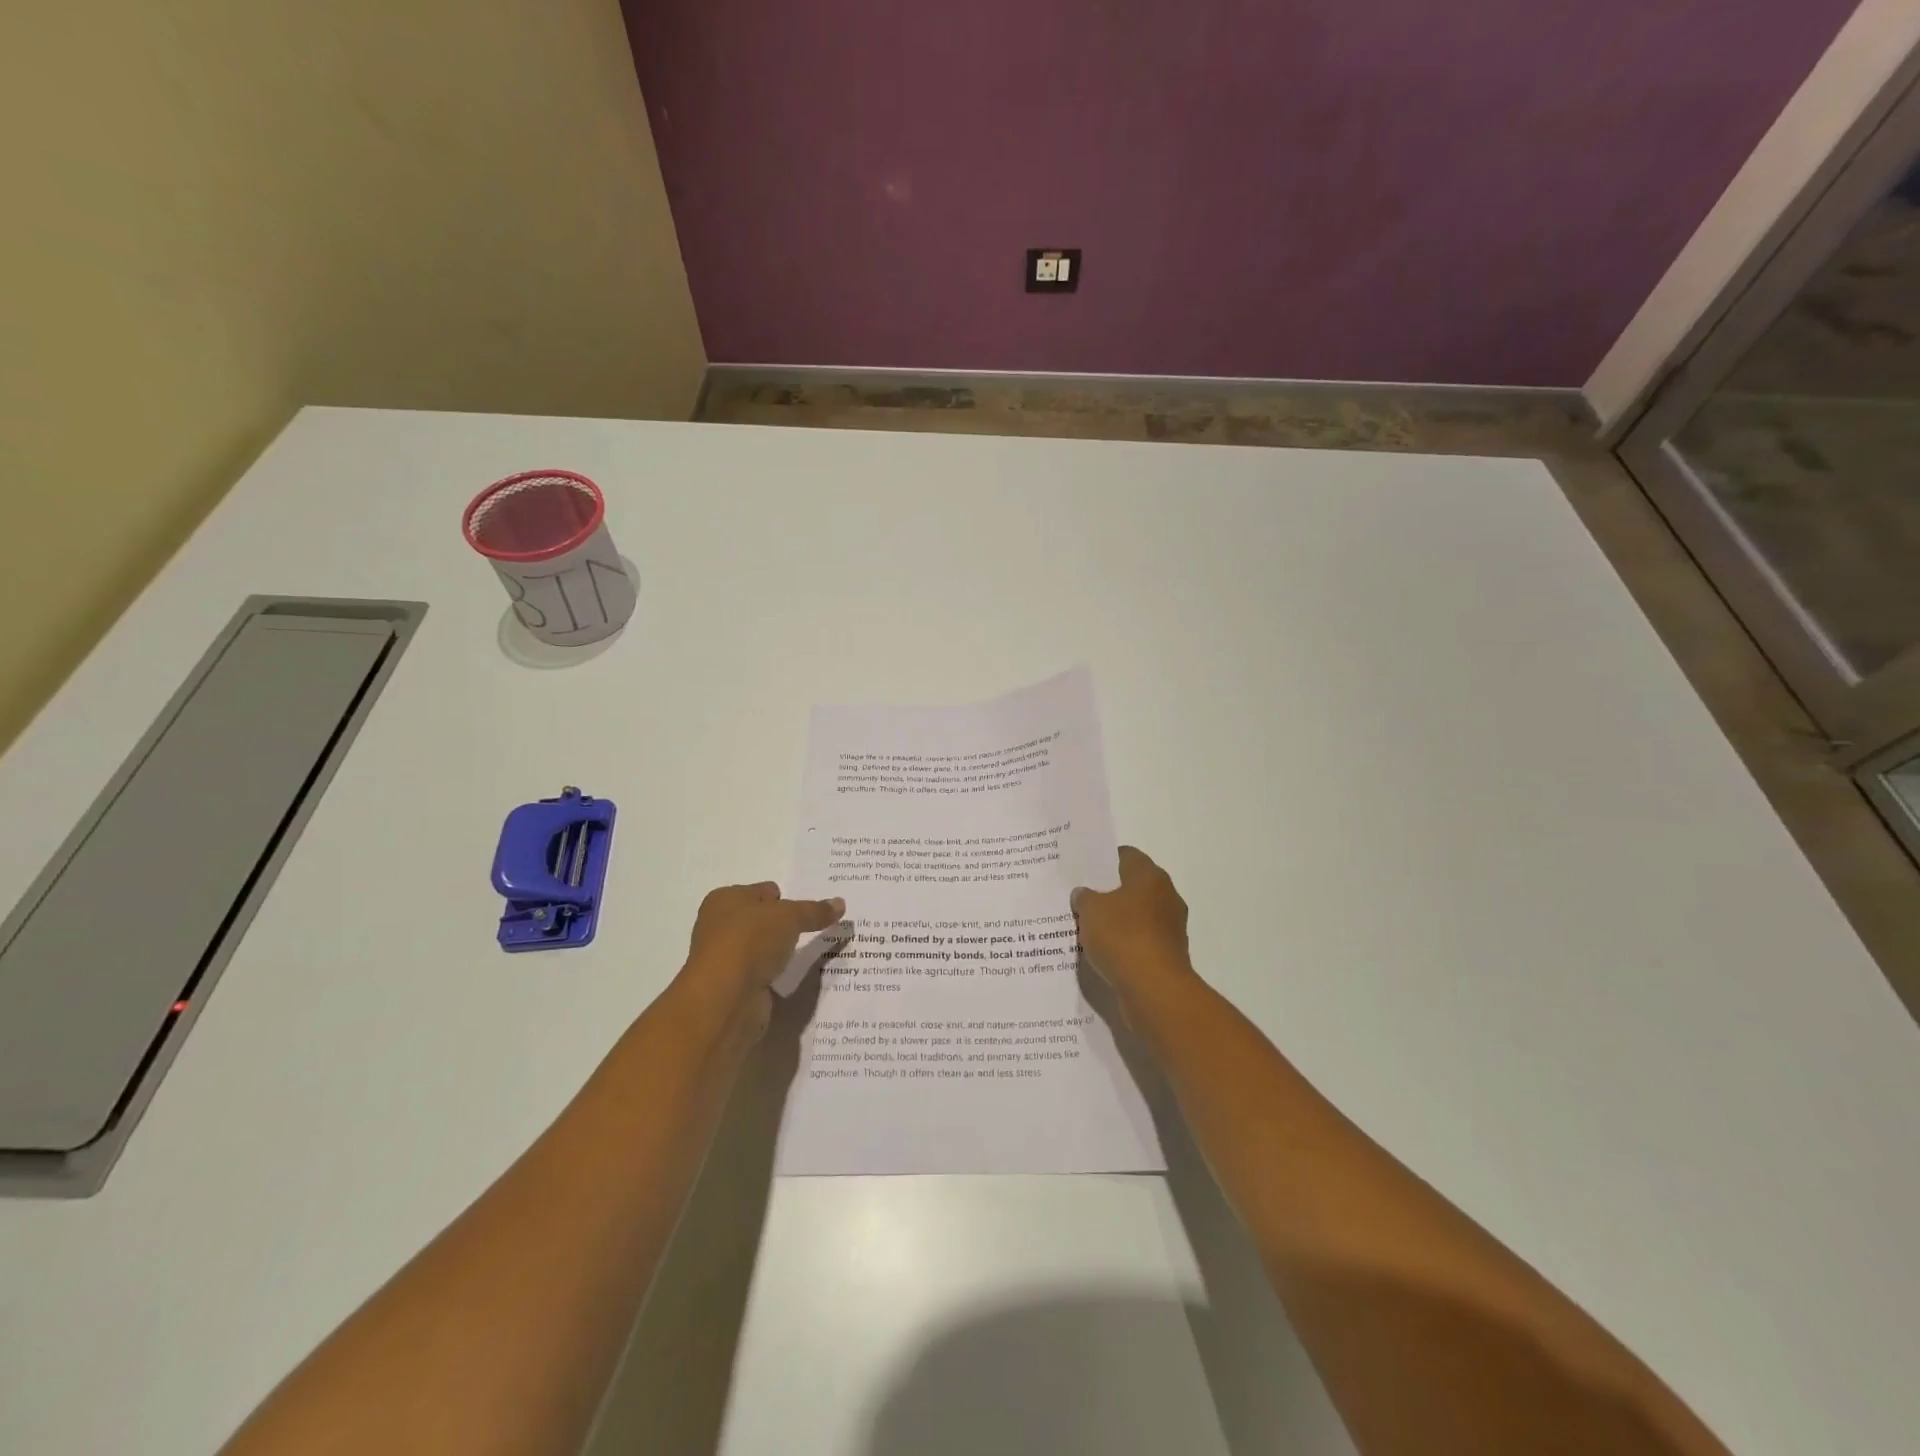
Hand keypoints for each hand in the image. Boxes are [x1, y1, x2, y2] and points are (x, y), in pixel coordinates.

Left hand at [678, 882, 844, 1038]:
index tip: (812, 907)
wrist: (724, 1000)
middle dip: (786, 924)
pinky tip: (797, 974)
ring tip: (815, 949)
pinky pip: (764, 973)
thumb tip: (840, 903)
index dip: (786, 897)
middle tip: (818, 926)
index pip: (763, 891)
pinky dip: (778, 974)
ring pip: (763, 948)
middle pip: (762, 919)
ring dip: (782, 950)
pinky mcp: (735, 987)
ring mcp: (727, 959)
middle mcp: (720, 926)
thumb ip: (814, 911)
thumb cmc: (750, 941)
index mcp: (725, 900)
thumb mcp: (789, 917)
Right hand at [1072, 847, 1195, 1012]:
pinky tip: (1104, 952)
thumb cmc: (1122, 937)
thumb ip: (1084, 897)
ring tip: (1088, 927)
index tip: (1084, 871)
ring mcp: (1171, 927)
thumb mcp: (1090, 910)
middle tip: (1082, 898)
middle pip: (1133, 886)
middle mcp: (1166, 896)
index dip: (1104, 861)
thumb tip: (1084, 893)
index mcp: (1149, 876)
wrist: (1154, 989)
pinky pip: (1141, 941)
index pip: (1126, 855)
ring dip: (1118, 920)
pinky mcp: (1169, 954)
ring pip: (1138, 915)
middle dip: (1109, 892)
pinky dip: (1125, 943)